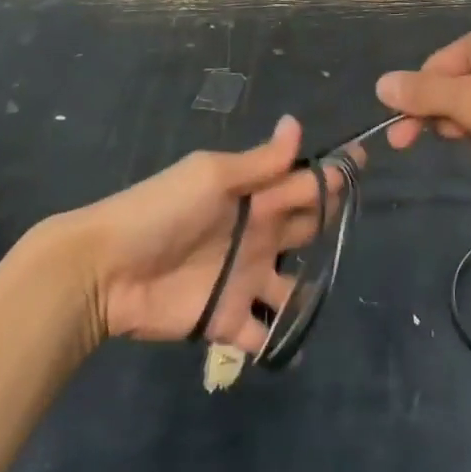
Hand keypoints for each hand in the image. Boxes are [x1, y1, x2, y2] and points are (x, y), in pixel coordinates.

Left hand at [71, 117, 338, 352]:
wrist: (107, 270)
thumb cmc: (162, 211)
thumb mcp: (212, 176)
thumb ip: (260, 161)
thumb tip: (297, 123)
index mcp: (254, 196)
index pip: (302, 181)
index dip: (331, 173)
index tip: (363, 162)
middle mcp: (257, 233)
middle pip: (305, 227)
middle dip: (329, 221)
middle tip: (355, 220)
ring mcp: (245, 278)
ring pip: (293, 285)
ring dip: (312, 291)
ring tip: (333, 291)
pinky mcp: (227, 319)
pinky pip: (262, 332)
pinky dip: (280, 342)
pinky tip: (297, 348)